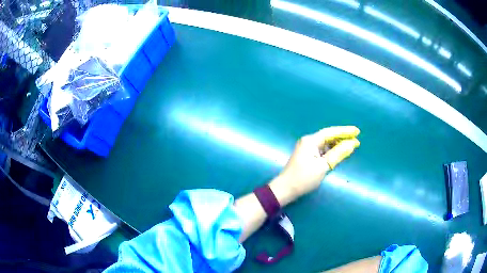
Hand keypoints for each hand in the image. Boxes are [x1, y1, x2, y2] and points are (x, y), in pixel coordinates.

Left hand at [270, 126, 359, 205]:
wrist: (285, 189)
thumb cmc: (304, 178)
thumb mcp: (323, 166)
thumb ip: (338, 154)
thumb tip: (351, 144)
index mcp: (310, 141)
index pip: (331, 132)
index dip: (345, 131)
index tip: (357, 131)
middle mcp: (308, 141)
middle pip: (328, 136)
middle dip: (343, 137)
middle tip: (357, 139)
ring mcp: (307, 148)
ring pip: (326, 143)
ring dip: (338, 144)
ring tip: (351, 145)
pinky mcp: (307, 156)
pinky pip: (322, 150)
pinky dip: (332, 151)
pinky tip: (340, 152)